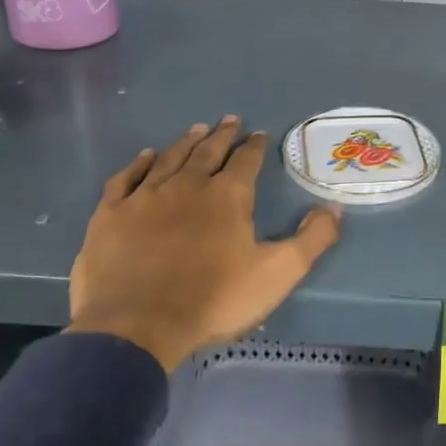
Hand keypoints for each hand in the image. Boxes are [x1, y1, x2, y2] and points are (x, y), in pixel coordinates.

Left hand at [68, 116, 342, 370]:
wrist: (137, 326)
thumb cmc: (214, 300)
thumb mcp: (278, 273)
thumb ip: (312, 239)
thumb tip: (335, 207)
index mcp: (228, 196)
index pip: (245, 161)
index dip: (254, 147)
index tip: (259, 135)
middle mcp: (187, 185)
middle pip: (207, 151)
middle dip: (222, 135)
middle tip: (230, 120)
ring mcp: (145, 197)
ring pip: (169, 159)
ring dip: (186, 143)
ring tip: (197, 130)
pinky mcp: (111, 214)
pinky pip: (127, 178)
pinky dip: (139, 164)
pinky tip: (146, 156)